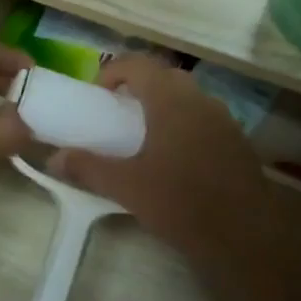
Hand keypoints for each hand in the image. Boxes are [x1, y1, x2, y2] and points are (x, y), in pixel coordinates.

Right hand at [49, 56, 275, 280]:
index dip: (114, 71)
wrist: (246, 236)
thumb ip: (88, 168)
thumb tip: (54, 159)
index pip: (138, 63)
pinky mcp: (237, 140)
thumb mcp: (127, 187)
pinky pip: (204, 118)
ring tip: (144, 136)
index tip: (98, 95)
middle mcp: (199, 99)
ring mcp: (223, 118)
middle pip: (164, 76)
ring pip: (187, 97)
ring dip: (163, 105)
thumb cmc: (181, 202)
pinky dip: (184, 124)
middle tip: (118, 112)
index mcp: (171, 100)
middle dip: (139, 86)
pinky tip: (175, 158)